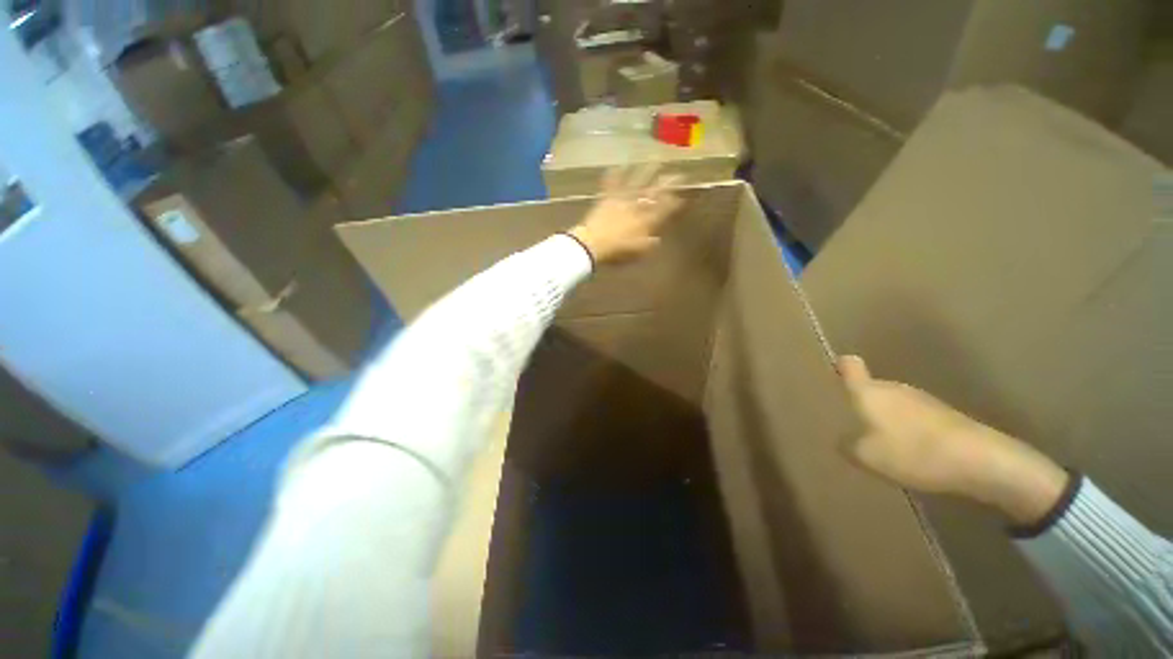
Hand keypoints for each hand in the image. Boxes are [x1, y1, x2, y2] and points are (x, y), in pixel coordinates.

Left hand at [568, 165, 685, 264]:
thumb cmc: (617, 252)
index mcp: (646, 222)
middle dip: (668, 183)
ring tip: (656, 160)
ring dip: (647, 171)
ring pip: (637, 182)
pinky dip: (615, 174)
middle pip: (655, 193)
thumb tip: (657, 239)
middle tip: (678, 174)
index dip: (674, 203)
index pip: (664, 210)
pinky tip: (618, 165)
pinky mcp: (607, 198)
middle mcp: (637, 207)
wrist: (594, 243)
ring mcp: (622, 200)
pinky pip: (612, 183)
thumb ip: (649, 244)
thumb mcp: (638, 252)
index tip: (682, 197)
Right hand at [839, 356, 1068, 525]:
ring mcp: (922, 399)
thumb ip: (846, 445)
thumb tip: (842, 440)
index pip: (849, 365)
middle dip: (861, 402)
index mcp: (869, 391)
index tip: (832, 373)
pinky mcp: (944, 415)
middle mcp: (893, 387)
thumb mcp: (865, 456)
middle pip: (871, 387)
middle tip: (852, 425)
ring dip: (886, 418)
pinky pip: (915, 417)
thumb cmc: (911, 451)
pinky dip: (908, 430)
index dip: (839, 366)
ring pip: (893, 403)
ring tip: (881, 444)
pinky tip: (911, 453)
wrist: (979, 460)